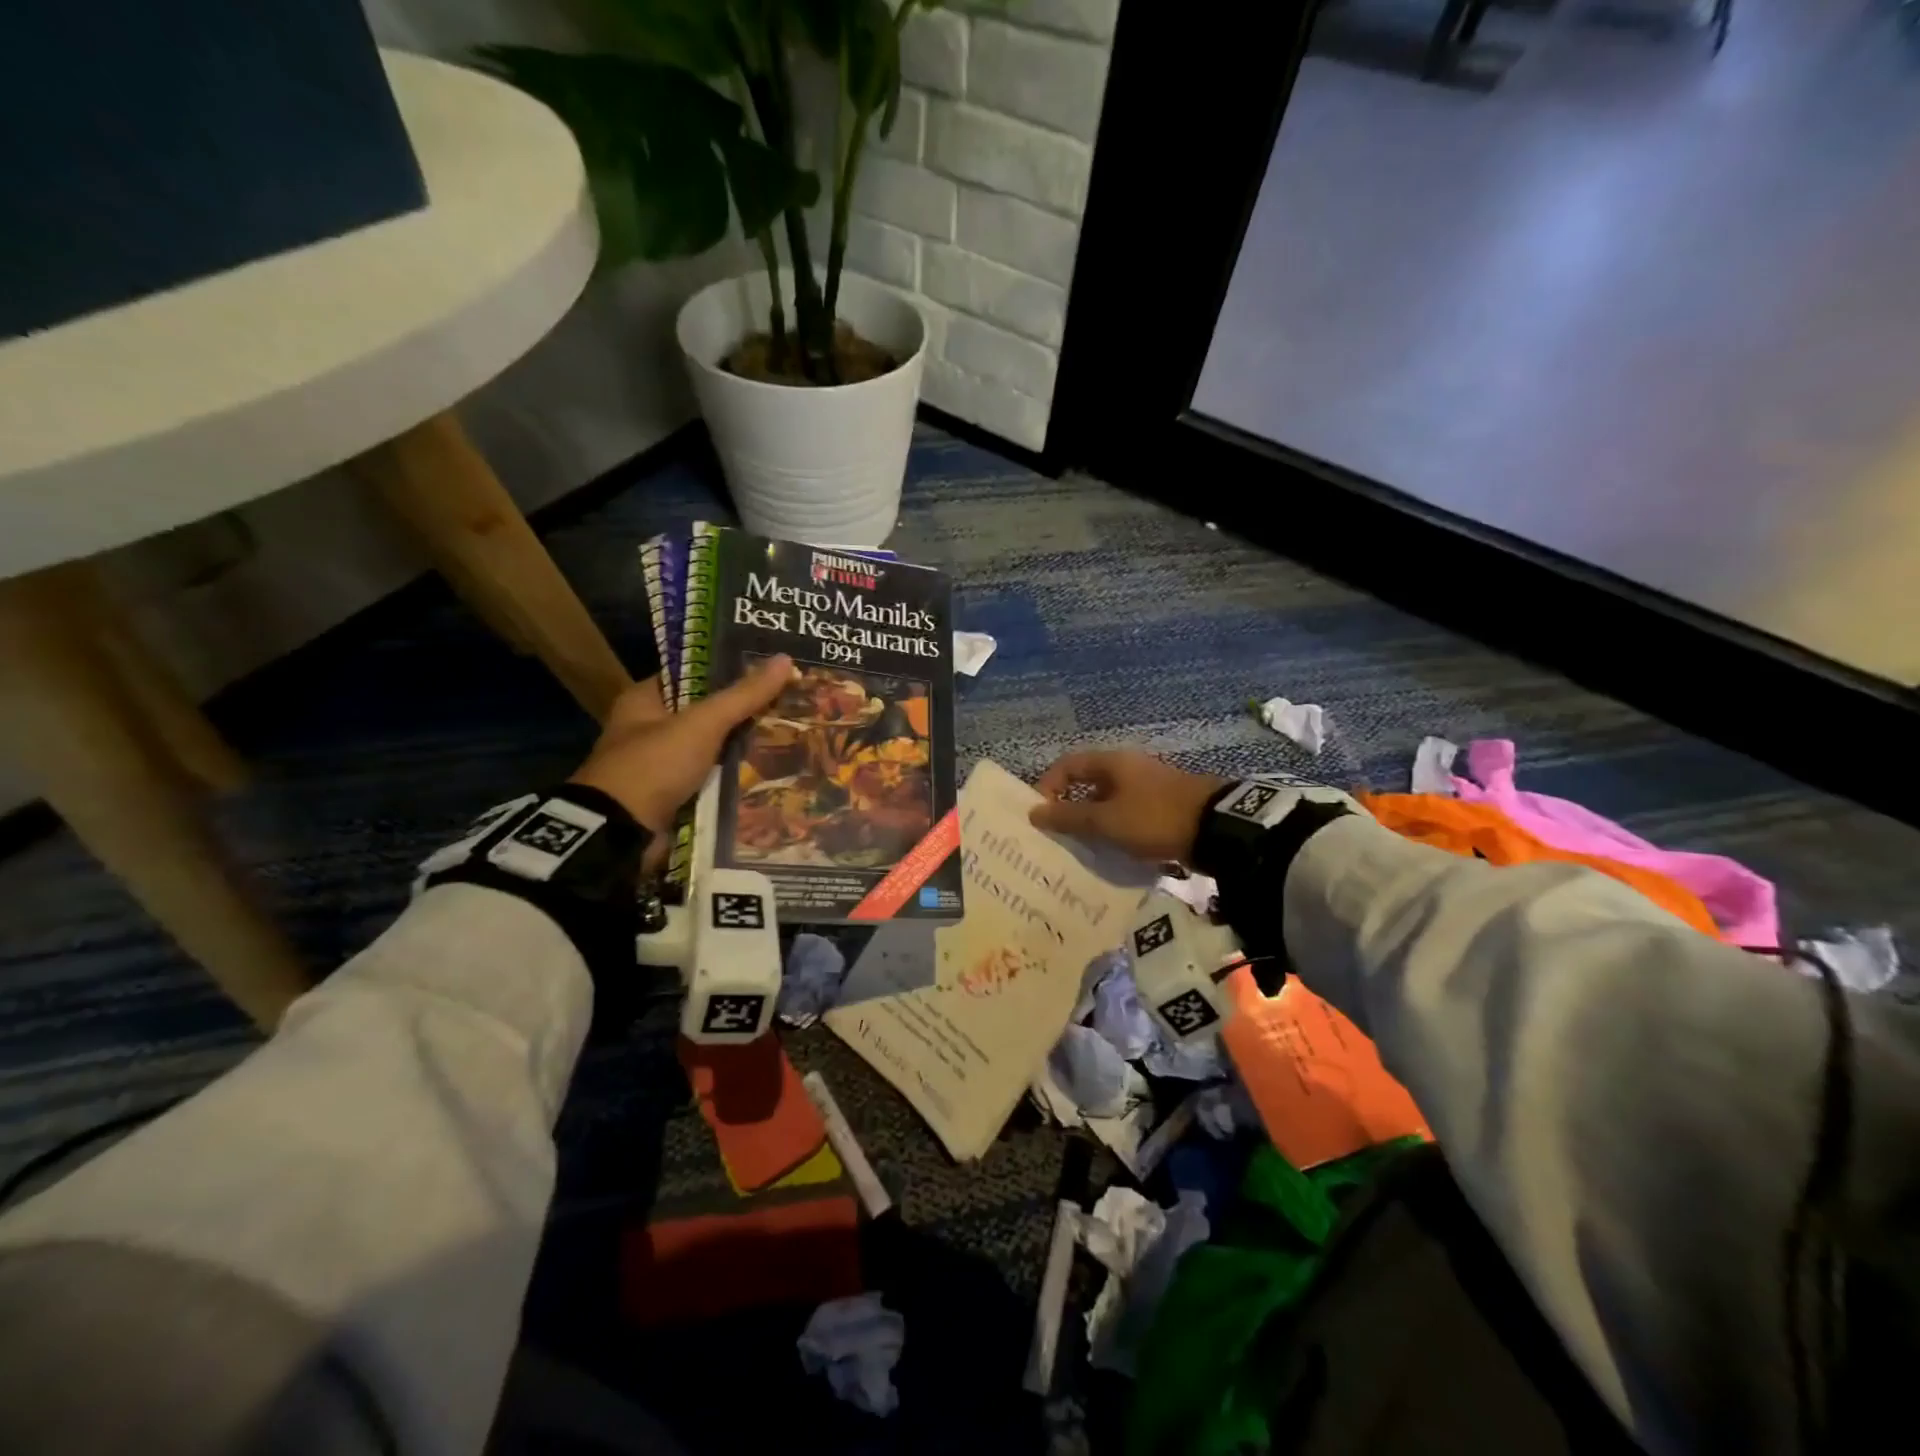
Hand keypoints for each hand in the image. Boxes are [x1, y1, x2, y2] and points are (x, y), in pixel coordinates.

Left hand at [569, 656, 795, 834]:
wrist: (621, 833)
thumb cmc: (655, 765)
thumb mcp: (702, 723)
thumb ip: (743, 695)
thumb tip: (785, 660)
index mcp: (644, 700)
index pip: (692, 674)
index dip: (729, 670)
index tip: (769, 672)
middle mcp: (648, 729)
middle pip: (705, 713)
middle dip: (743, 712)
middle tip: (788, 705)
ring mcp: (659, 765)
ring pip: (711, 748)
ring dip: (742, 748)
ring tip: (789, 737)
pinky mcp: (671, 796)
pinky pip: (710, 779)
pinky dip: (733, 778)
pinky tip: (769, 773)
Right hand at [1028, 750, 1230, 862]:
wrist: (1216, 829)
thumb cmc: (1154, 818)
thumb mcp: (1106, 821)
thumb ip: (1069, 817)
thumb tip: (1035, 812)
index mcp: (1112, 763)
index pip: (1067, 765)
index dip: (1048, 786)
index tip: (1040, 814)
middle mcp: (1128, 769)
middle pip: (1088, 784)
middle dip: (1070, 809)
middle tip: (1058, 836)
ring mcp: (1148, 788)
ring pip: (1108, 803)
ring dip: (1093, 823)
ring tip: (1083, 849)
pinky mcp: (1163, 808)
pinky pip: (1128, 816)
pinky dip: (1116, 831)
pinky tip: (1113, 853)